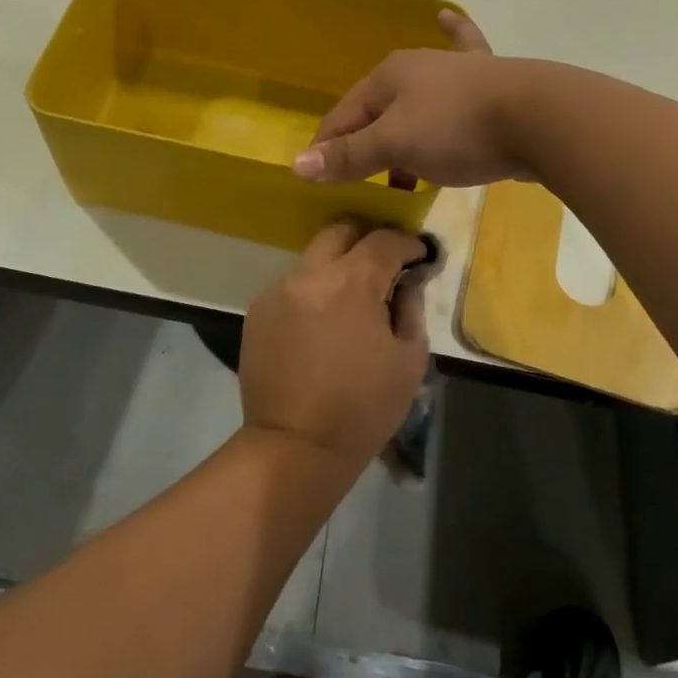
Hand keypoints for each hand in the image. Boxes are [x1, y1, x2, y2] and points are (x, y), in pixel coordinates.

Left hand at [238, 221, 430, 466]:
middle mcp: (310, 274)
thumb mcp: (408, 360)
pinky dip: (312, 291)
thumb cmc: (363, 408)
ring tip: (351, 299)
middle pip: (340, 231)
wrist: (296, 445)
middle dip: (367, 239)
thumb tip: (408, 281)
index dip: (407, 243)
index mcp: (351, 283)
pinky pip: (292, 285)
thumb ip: (411, 307)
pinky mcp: (258, 310)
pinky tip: (320, 323)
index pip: (384, 240)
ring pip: (313, 258)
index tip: (419, 255)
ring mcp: (278, 290)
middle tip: (383, 264)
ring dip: (337, 267)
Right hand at [292, 11, 535, 186]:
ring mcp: (456, 70)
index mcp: (388, 76)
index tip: (321, 180)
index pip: (343, 116)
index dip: (328, 149)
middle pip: (378, 110)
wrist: (540, 117)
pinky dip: (454, 38)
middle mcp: (418, 65)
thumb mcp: (395, 146)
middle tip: (364, 179)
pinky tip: (446, 15)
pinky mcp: (490, 81)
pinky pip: (463, 61)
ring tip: (401, 167)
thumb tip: (297, 164)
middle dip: (368, 144)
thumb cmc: (457, 129)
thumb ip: (348, 156)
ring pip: (417, 102)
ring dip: (403, 130)